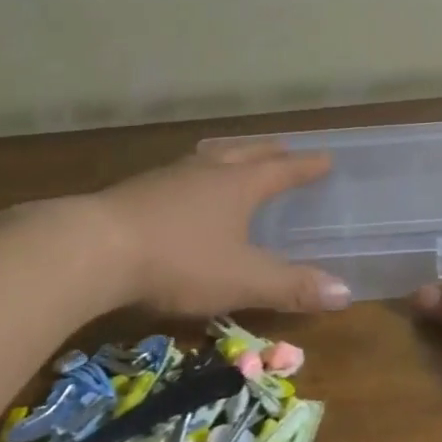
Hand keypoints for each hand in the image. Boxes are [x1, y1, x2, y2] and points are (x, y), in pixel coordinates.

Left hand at [91, 141, 353, 316]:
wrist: (96, 248)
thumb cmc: (180, 260)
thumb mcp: (241, 280)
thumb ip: (291, 287)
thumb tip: (345, 292)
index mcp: (238, 185)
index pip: (282, 170)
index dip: (305, 166)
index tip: (325, 157)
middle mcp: (207, 171)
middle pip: (245, 153)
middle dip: (268, 152)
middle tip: (284, 149)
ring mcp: (168, 176)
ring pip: (208, 156)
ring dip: (228, 155)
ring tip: (234, 157)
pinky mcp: (137, 189)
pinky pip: (179, 172)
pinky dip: (194, 173)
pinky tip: (182, 189)